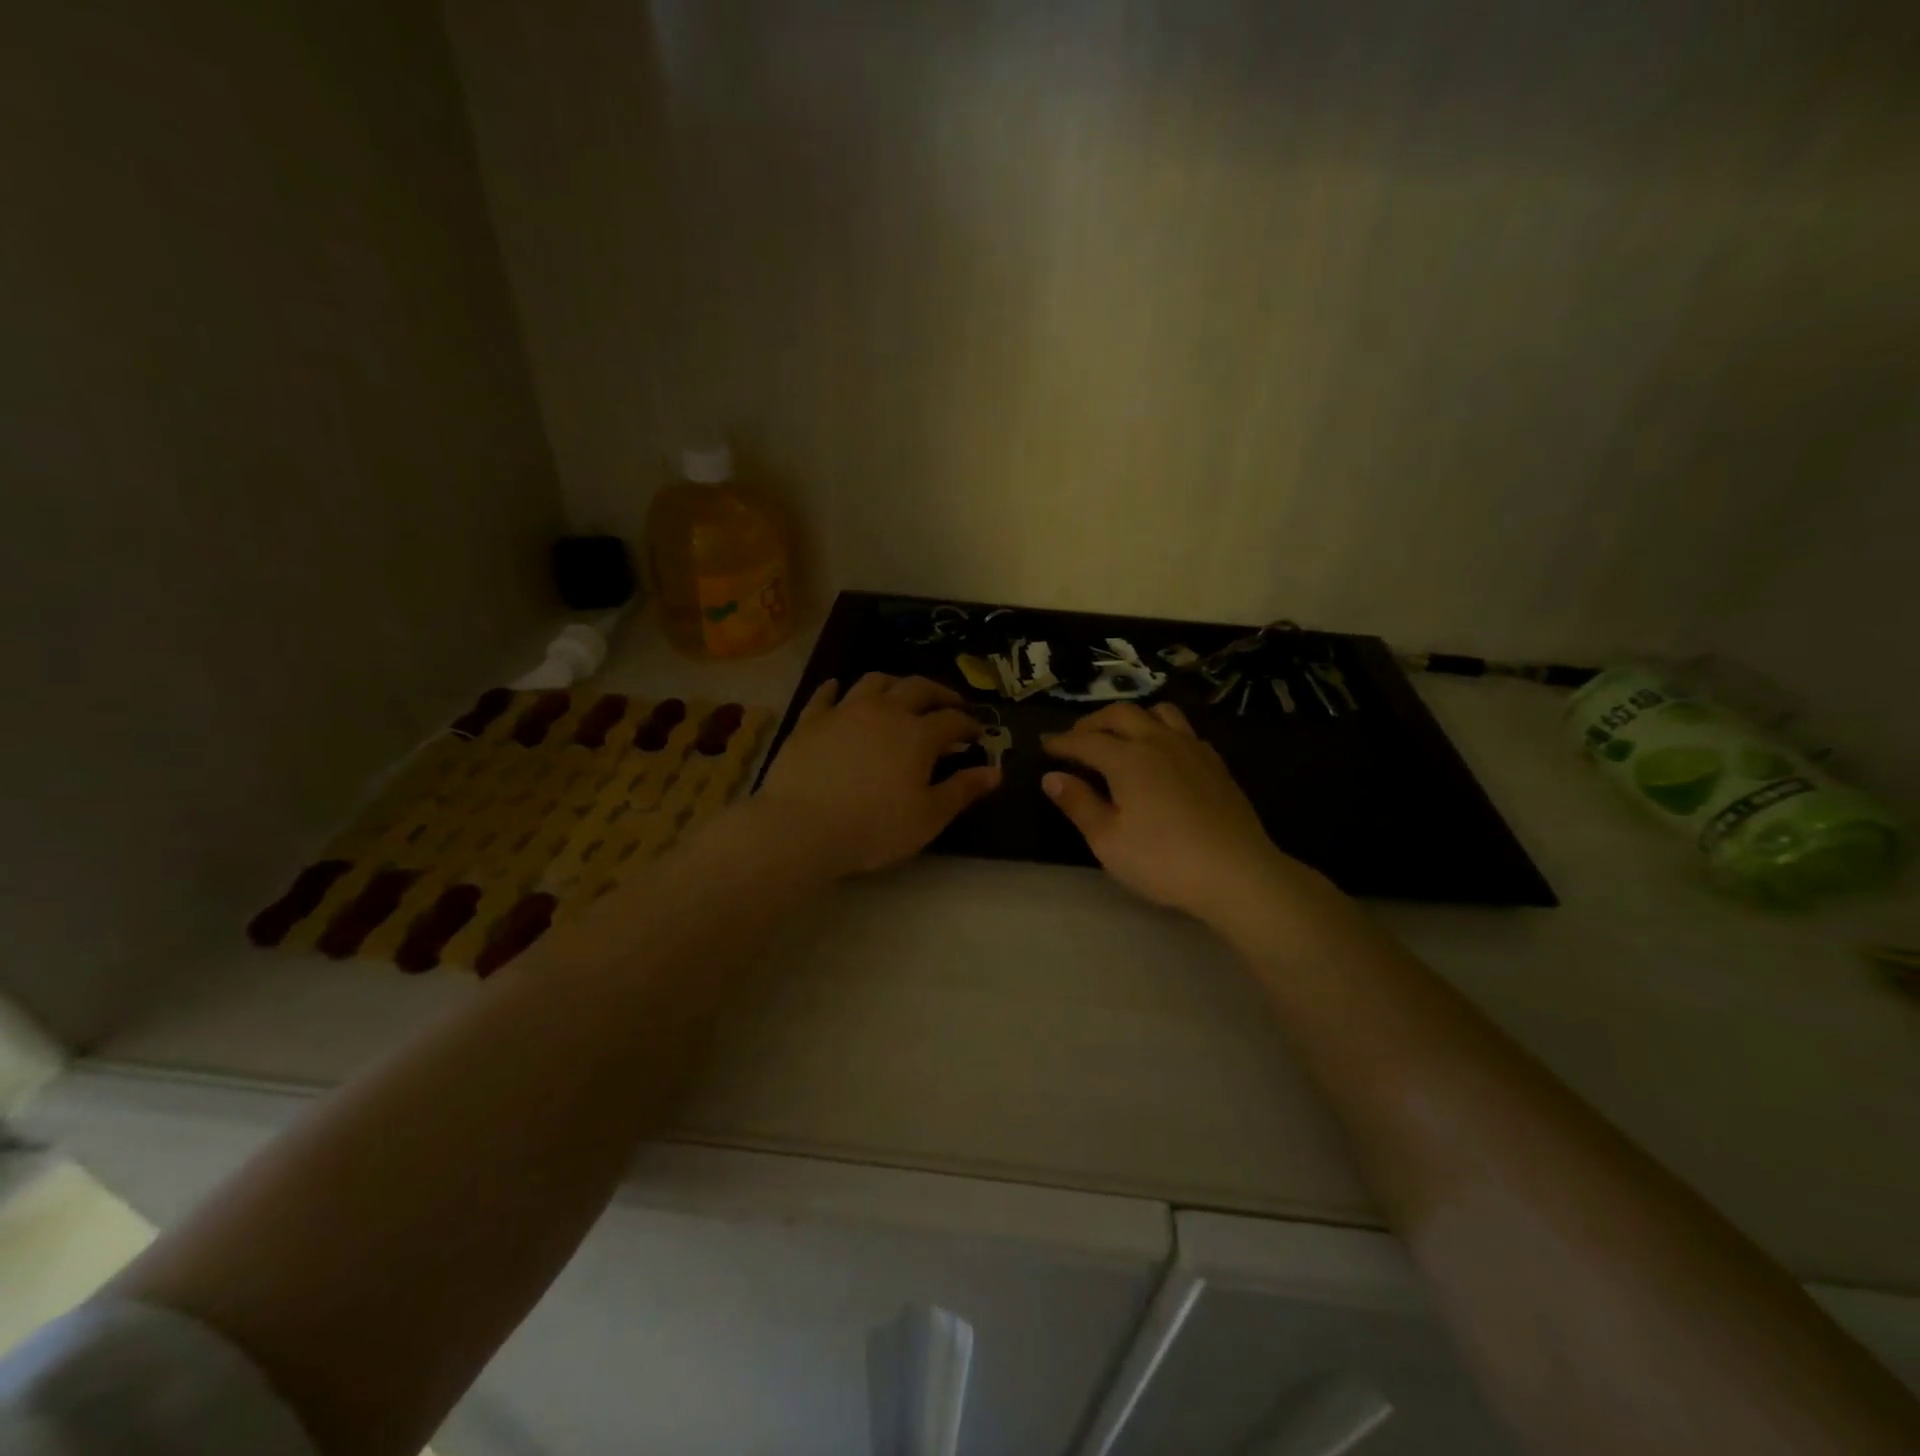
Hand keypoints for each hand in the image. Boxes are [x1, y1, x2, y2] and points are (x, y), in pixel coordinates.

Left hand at [755, 673, 999, 876]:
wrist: (802, 827)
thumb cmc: (874, 827)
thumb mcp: (928, 817)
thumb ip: (963, 790)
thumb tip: (995, 771)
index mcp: (918, 734)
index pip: (952, 720)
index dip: (969, 724)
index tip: (978, 734)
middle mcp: (885, 711)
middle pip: (918, 688)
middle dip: (939, 693)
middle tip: (950, 704)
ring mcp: (844, 711)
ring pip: (874, 681)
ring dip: (894, 683)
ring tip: (901, 693)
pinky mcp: (810, 720)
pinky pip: (825, 695)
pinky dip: (836, 688)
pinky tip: (838, 688)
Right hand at [1042, 701, 1316, 922]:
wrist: (1236, 873)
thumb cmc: (1162, 861)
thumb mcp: (1107, 840)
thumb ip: (1078, 803)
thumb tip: (1051, 777)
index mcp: (1127, 759)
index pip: (1085, 740)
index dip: (1062, 741)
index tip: (1045, 745)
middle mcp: (1158, 741)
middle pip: (1121, 714)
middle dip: (1093, 722)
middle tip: (1076, 738)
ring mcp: (1192, 748)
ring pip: (1158, 712)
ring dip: (1132, 717)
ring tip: (1120, 736)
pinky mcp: (1215, 763)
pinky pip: (1184, 730)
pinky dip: (1162, 731)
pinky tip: (1161, 754)